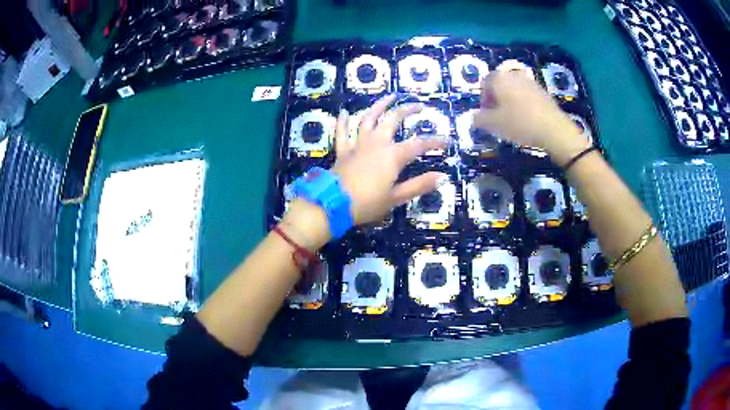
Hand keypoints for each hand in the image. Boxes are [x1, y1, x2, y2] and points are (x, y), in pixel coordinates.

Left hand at [333, 95, 448, 224]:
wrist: (333, 205)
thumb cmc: (367, 203)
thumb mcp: (396, 197)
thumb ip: (419, 185)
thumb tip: (442, 176)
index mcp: (392, 156)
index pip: (419, 145)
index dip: (435, 142)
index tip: (448, 140)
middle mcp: (376, 143)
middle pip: (393, 120)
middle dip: (407, 110)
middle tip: (419, 105)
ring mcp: (358, 144)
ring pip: (368, 119)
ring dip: (379, 106)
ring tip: (389, 97)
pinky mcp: (343, 150)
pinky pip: (342, 133)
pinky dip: (342, 122)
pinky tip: (344, 112)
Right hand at [473, 70, 590, 164]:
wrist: (554, 129)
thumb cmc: (520, 123)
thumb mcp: (493, 125)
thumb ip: (479, 119)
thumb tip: (474, 117)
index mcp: (499, 78)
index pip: (484, 84)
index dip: (483, 100)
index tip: (486, 116)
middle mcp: (513, 74)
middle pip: (499, 85)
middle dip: (496, 100)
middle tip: (498, 118)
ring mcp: (530, 81)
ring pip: (513, 90)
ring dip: (510, 102)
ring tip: (512, 119)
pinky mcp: (543, 91)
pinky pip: (527, 95)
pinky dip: (523, 104)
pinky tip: (527, 119)